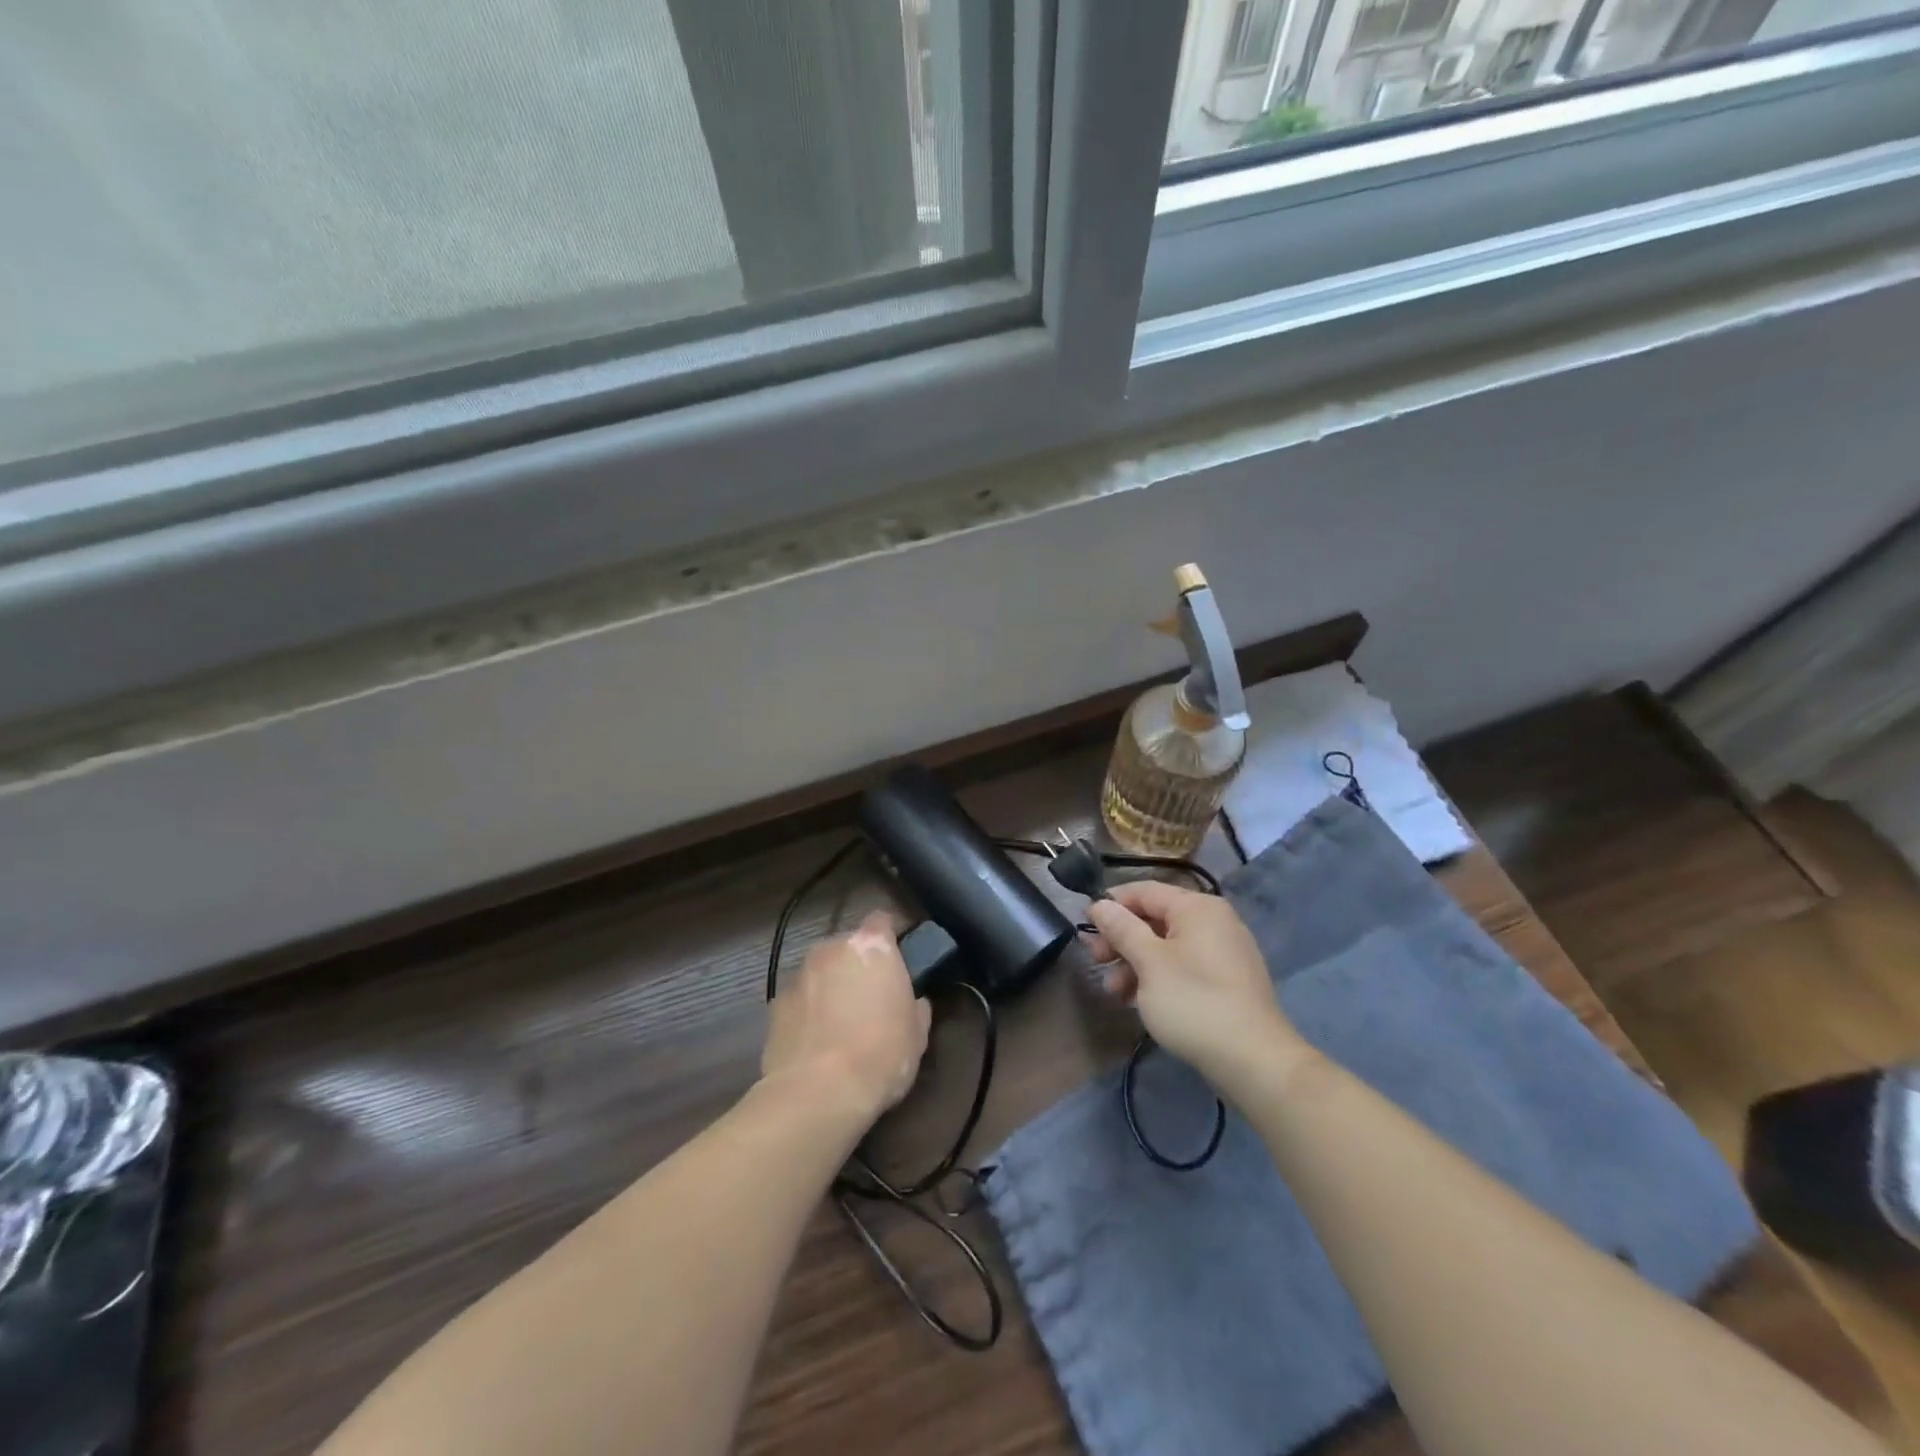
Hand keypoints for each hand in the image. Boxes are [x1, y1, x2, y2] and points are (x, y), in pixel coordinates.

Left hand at [762, 911, 931, 1126]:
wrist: (817, 1094)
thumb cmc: (880, 1055)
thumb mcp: (917, 1035)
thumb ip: (917, 1007)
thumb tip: (914, 1002)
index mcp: (872, 946)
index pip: (882, 920)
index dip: (891, 935)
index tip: (899, 957)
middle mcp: (831, 948)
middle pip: (848, 946)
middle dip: (858, 964)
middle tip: (870, 997)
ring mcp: (798, 974)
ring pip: (820, 971)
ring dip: (830, 987)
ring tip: (839, 1024)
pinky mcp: (774, 1004)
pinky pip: (799, 998)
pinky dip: (807, 1011)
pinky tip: (815, 1042)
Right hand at [1085, 881, 1304, 1097]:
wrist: (1254, 1061)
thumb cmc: (1194, 1002)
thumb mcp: (1149, 963)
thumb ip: (1122, 929)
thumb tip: (1100, 904)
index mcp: (1197, 908)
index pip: (1144, 891)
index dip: (1112, 905)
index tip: (1085, 926)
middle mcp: (1214, 921)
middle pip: (1155, 918)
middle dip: (1121, 939)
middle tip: (1095, 961)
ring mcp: (1224, 952)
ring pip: (1167, 946)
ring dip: (1135, 963)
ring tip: (1114, 992)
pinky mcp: (1227, 982)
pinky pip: (1184, 966)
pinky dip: (1158, 977)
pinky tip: (1139, 1001)